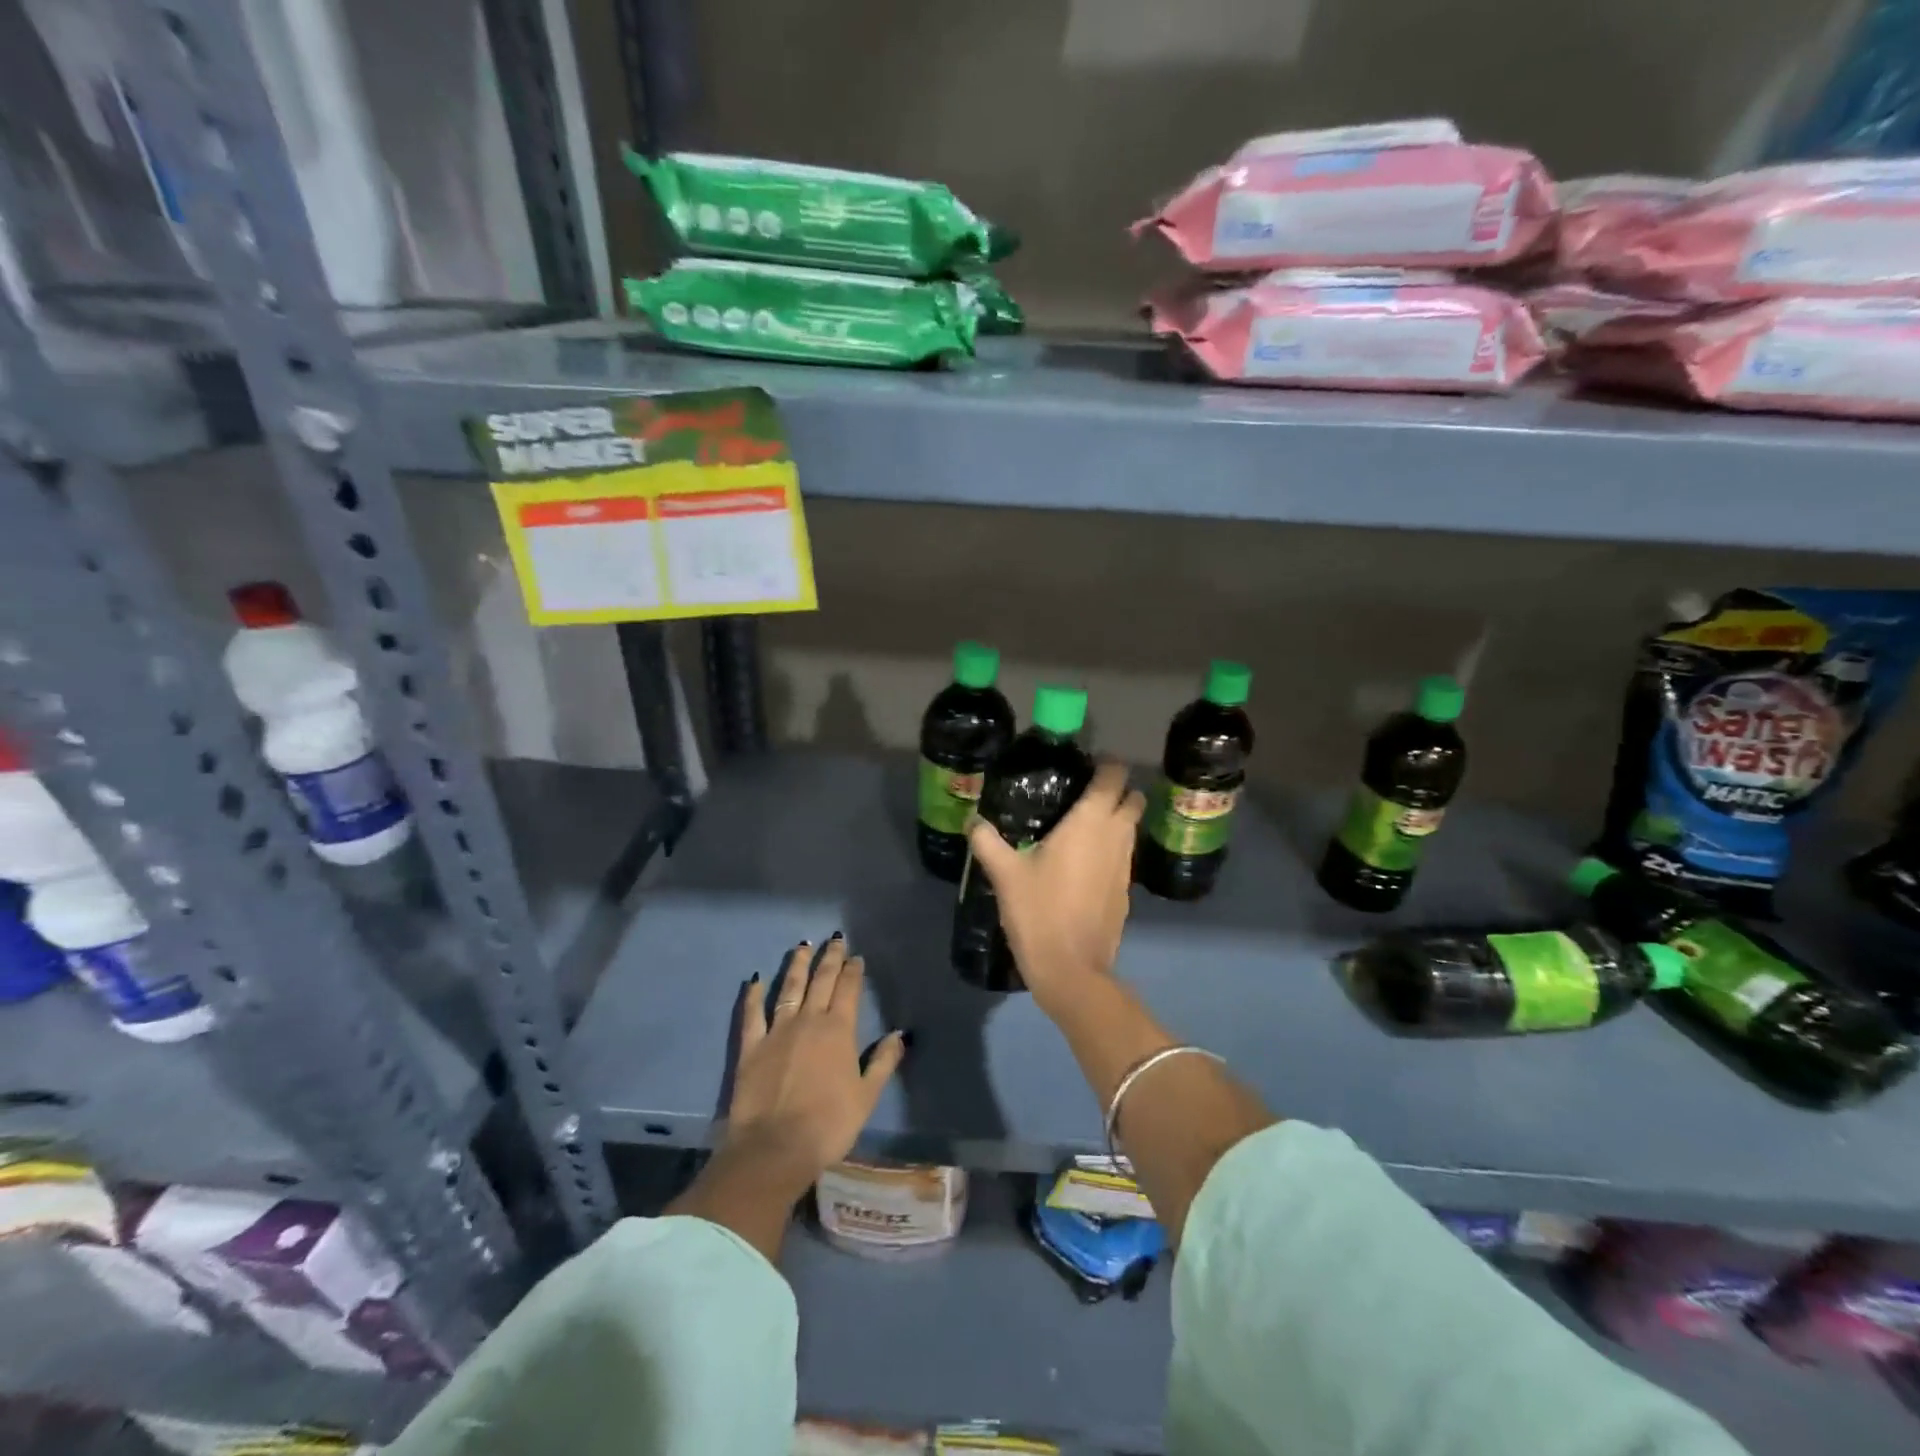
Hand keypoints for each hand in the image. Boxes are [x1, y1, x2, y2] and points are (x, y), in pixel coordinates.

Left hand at [723, 937, 906, 1180]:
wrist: (775, 1148)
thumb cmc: (828, 1124)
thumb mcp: (866, 1096)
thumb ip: (883, 1061)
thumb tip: (900, 1034)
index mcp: (839, 1030)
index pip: (848, 990)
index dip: (853, 971)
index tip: (856, 956)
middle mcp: (809, 1020)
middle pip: (821, 981)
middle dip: (830, 958)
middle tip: (834, 939)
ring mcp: (777, 1031)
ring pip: (789, 988)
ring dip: (797, 965)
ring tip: (802, 946)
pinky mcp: (751, 1047)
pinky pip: (752, 1014)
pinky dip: (754, 995)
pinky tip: (757, 980)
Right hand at [966, 759, 1143, 1013]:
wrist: (1071, 969)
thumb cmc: (1039, 912)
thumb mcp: (1005, 874)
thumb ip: (987, 841)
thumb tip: (973, 820)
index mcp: (1090, 822)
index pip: (1114, 776)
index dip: (1107, 764)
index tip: (1087, 763)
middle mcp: (1115, 837)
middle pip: (1133, 799)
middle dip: (1118, 790)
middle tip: (1085, 793)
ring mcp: (1125, 866)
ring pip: (1131, 829)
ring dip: (1117, 820)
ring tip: (1083, 826)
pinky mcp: (1126, 891)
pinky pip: (1124, 856)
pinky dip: (1112, 850)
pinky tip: (1085, 864)